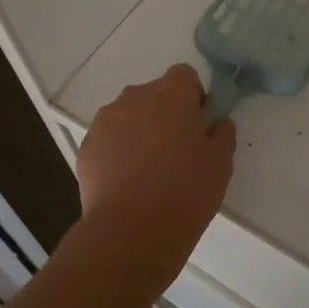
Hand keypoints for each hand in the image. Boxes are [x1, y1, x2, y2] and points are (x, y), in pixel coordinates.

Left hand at [77, 64, 236, 266]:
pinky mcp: (86, 146)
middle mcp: (135, 96)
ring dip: (138, 131)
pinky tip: (126, 183)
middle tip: (176, 151)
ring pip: (128, 116)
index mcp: (171, 94)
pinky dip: (117, 152)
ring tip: (147, 171)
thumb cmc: (185, 192)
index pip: (184, 76)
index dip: (193, 97)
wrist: (132, 231)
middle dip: (164, 114)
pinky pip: (108, 139)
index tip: (197, 126)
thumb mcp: (220, 163)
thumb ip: (222, 133)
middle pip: (154, 94)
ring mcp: (106, 120)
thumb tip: (217, 122)